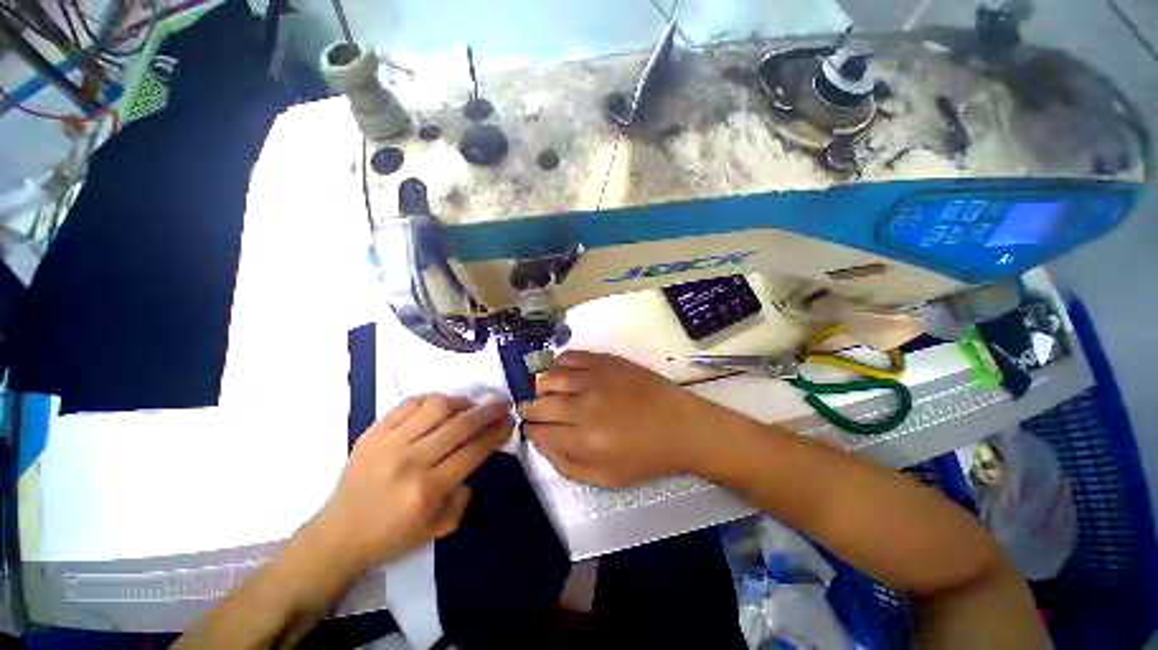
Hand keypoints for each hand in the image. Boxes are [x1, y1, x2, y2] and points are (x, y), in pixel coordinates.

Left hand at [309, 394, 512, 578]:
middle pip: (461, 424)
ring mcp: (389, 443)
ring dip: (462, 401)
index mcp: (428, 490)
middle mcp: (411, 461)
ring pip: (437, 407)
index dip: (497, 432)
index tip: (509, 421)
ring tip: (471, 404)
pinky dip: (432, 399)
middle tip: (502, 403)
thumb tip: (474, 460)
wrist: (337, 535)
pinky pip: (410, 403)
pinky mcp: (373, 432)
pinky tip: (442, 405)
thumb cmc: (391, 537)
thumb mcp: (436, 531)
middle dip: (489, 410)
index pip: (474, 450)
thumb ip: (463, 498)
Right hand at [519, 351, 731, 487]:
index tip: (533, 428)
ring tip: (546, 391)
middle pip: (539, 403)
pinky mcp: (606, 361)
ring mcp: (594, 379)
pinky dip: (560, 364)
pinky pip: (571, 356)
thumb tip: (540, 442)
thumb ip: (566, 464)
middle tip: (531, 409)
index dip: (530, 429)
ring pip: (550, 377)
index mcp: (583, 440)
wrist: (681, 425)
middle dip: (529, 407)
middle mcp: (583, 406)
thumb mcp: (605, 477)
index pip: (538, 430)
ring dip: (541, 385)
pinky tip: (564, 372)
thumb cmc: (645, 456)